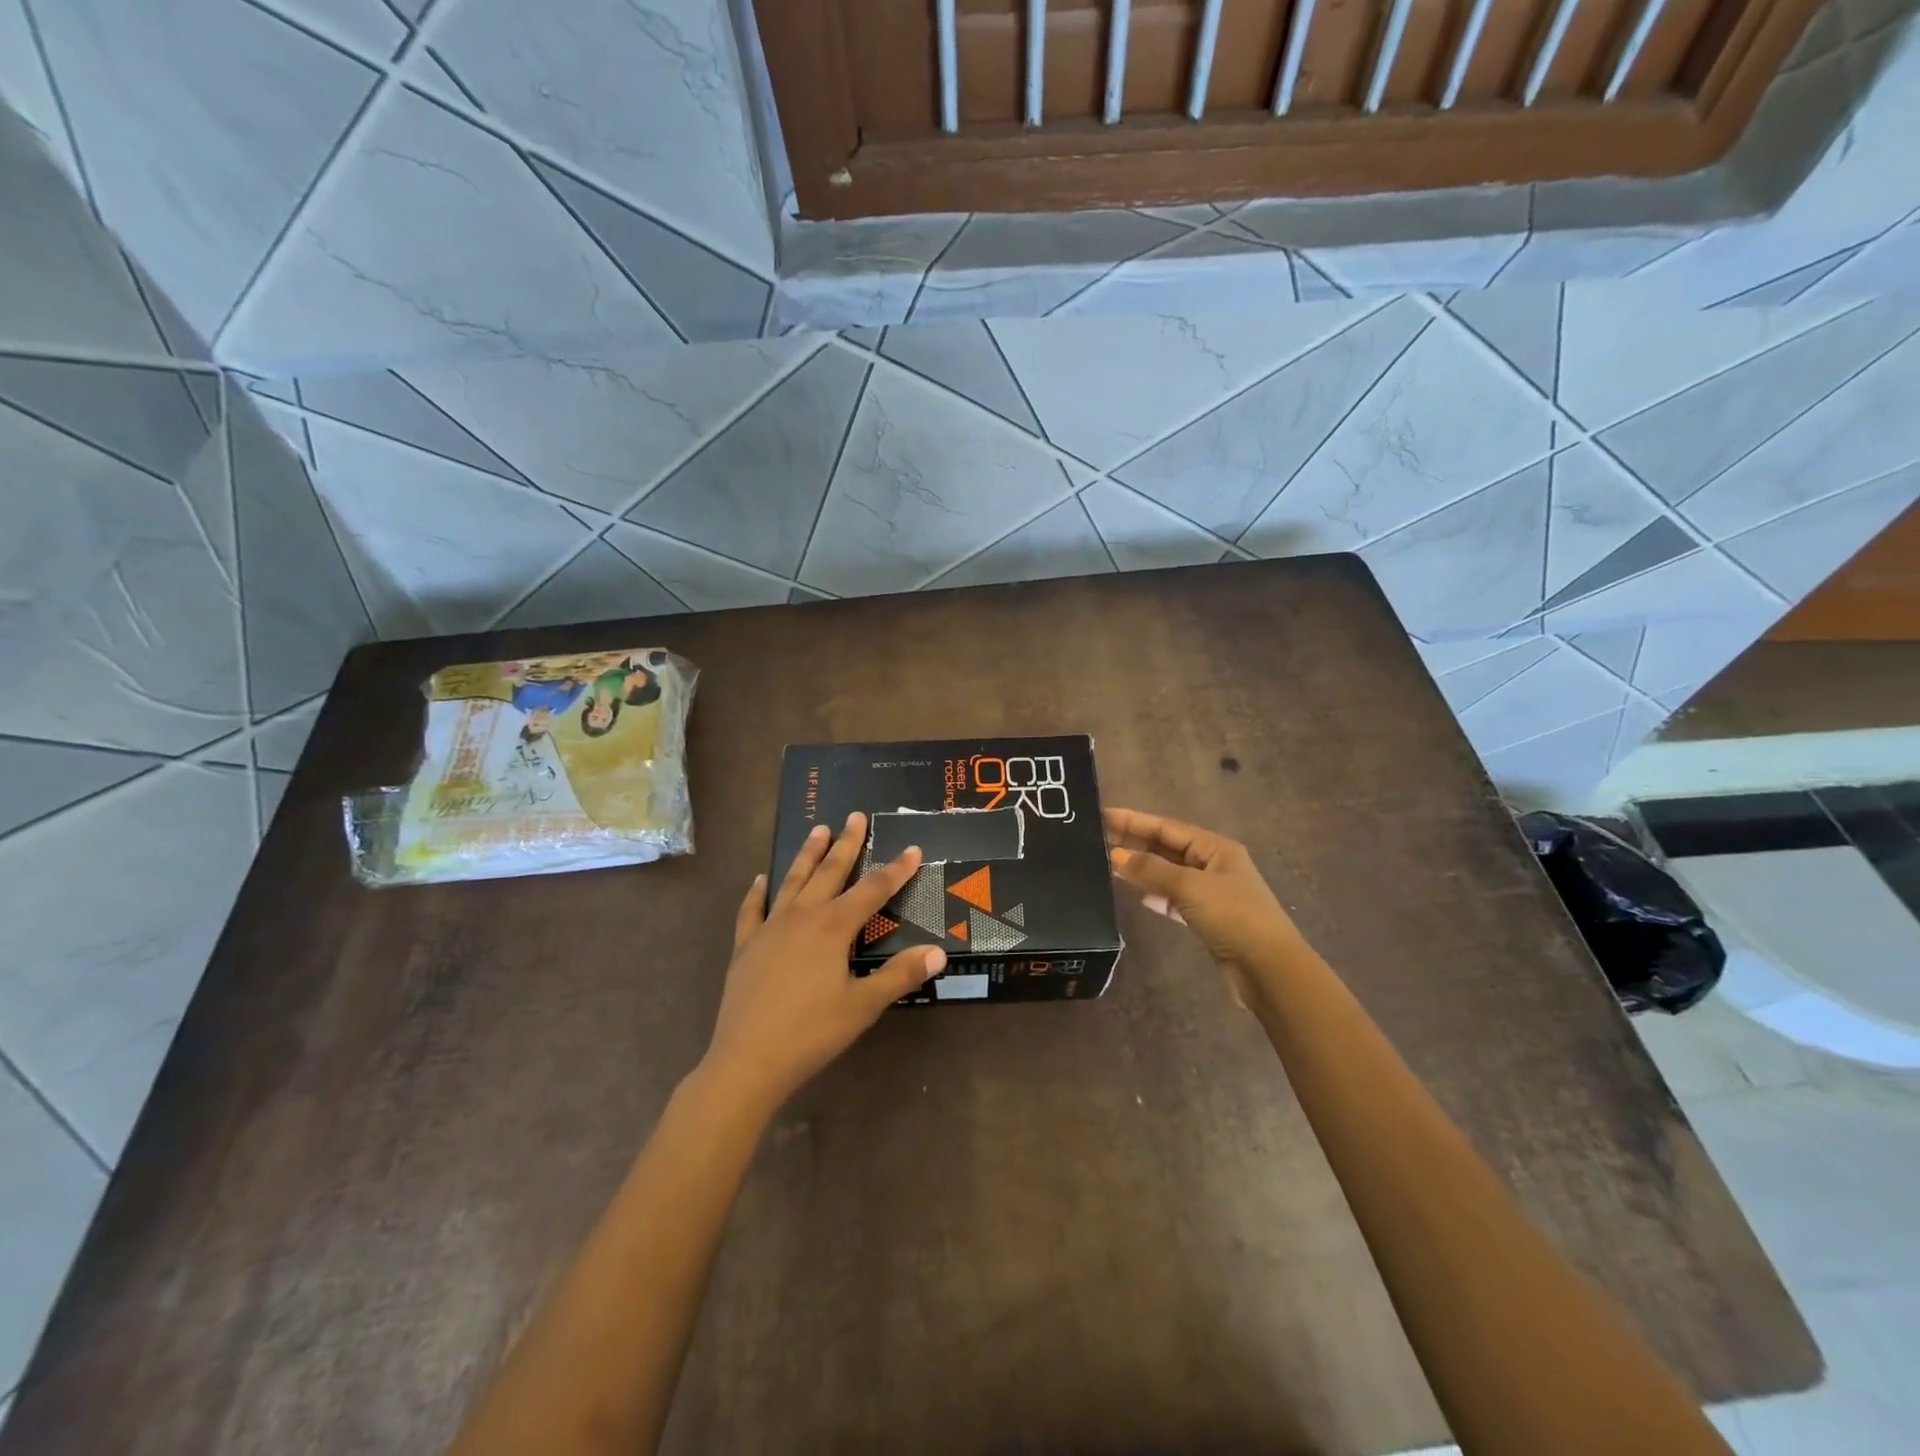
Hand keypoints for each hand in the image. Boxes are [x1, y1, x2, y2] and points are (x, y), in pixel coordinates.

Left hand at [702, 812, 945, 1112]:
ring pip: (793, 881)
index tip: (912, 849)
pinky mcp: (746, 946)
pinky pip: (752, 910)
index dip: (896, 869)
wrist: (747, 1060)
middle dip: (847, 844)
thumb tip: (938, 952)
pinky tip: (761, 879)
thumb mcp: (863, 1006)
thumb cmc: (811, 1033)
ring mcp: (770, 928)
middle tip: (855, 815)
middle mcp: (802, 916)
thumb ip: (900, 975)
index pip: (873, 890)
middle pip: (830, 872)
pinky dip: (758, 892)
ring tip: (818, 829)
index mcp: (833, 927)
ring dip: (807, 855)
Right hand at [1104, 807, 1300, 1009]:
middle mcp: (1214, 865)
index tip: (1102, 816)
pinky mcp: (1207, 919)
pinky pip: (1175, 899)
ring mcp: (1211, 893)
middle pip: (1167, 848)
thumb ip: (1151, 870)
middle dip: (1135, 843)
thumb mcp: (1190, 887)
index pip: (1167, 827)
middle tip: (1097, 839)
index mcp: (1215, 848)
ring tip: (1109, 865)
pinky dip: (1156, 896)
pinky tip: (1139, 897)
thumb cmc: (1233, 917)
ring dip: (1143, 869)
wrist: (1268, 970)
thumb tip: (1115, 856)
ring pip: (1169, 874)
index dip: (1134, 820)